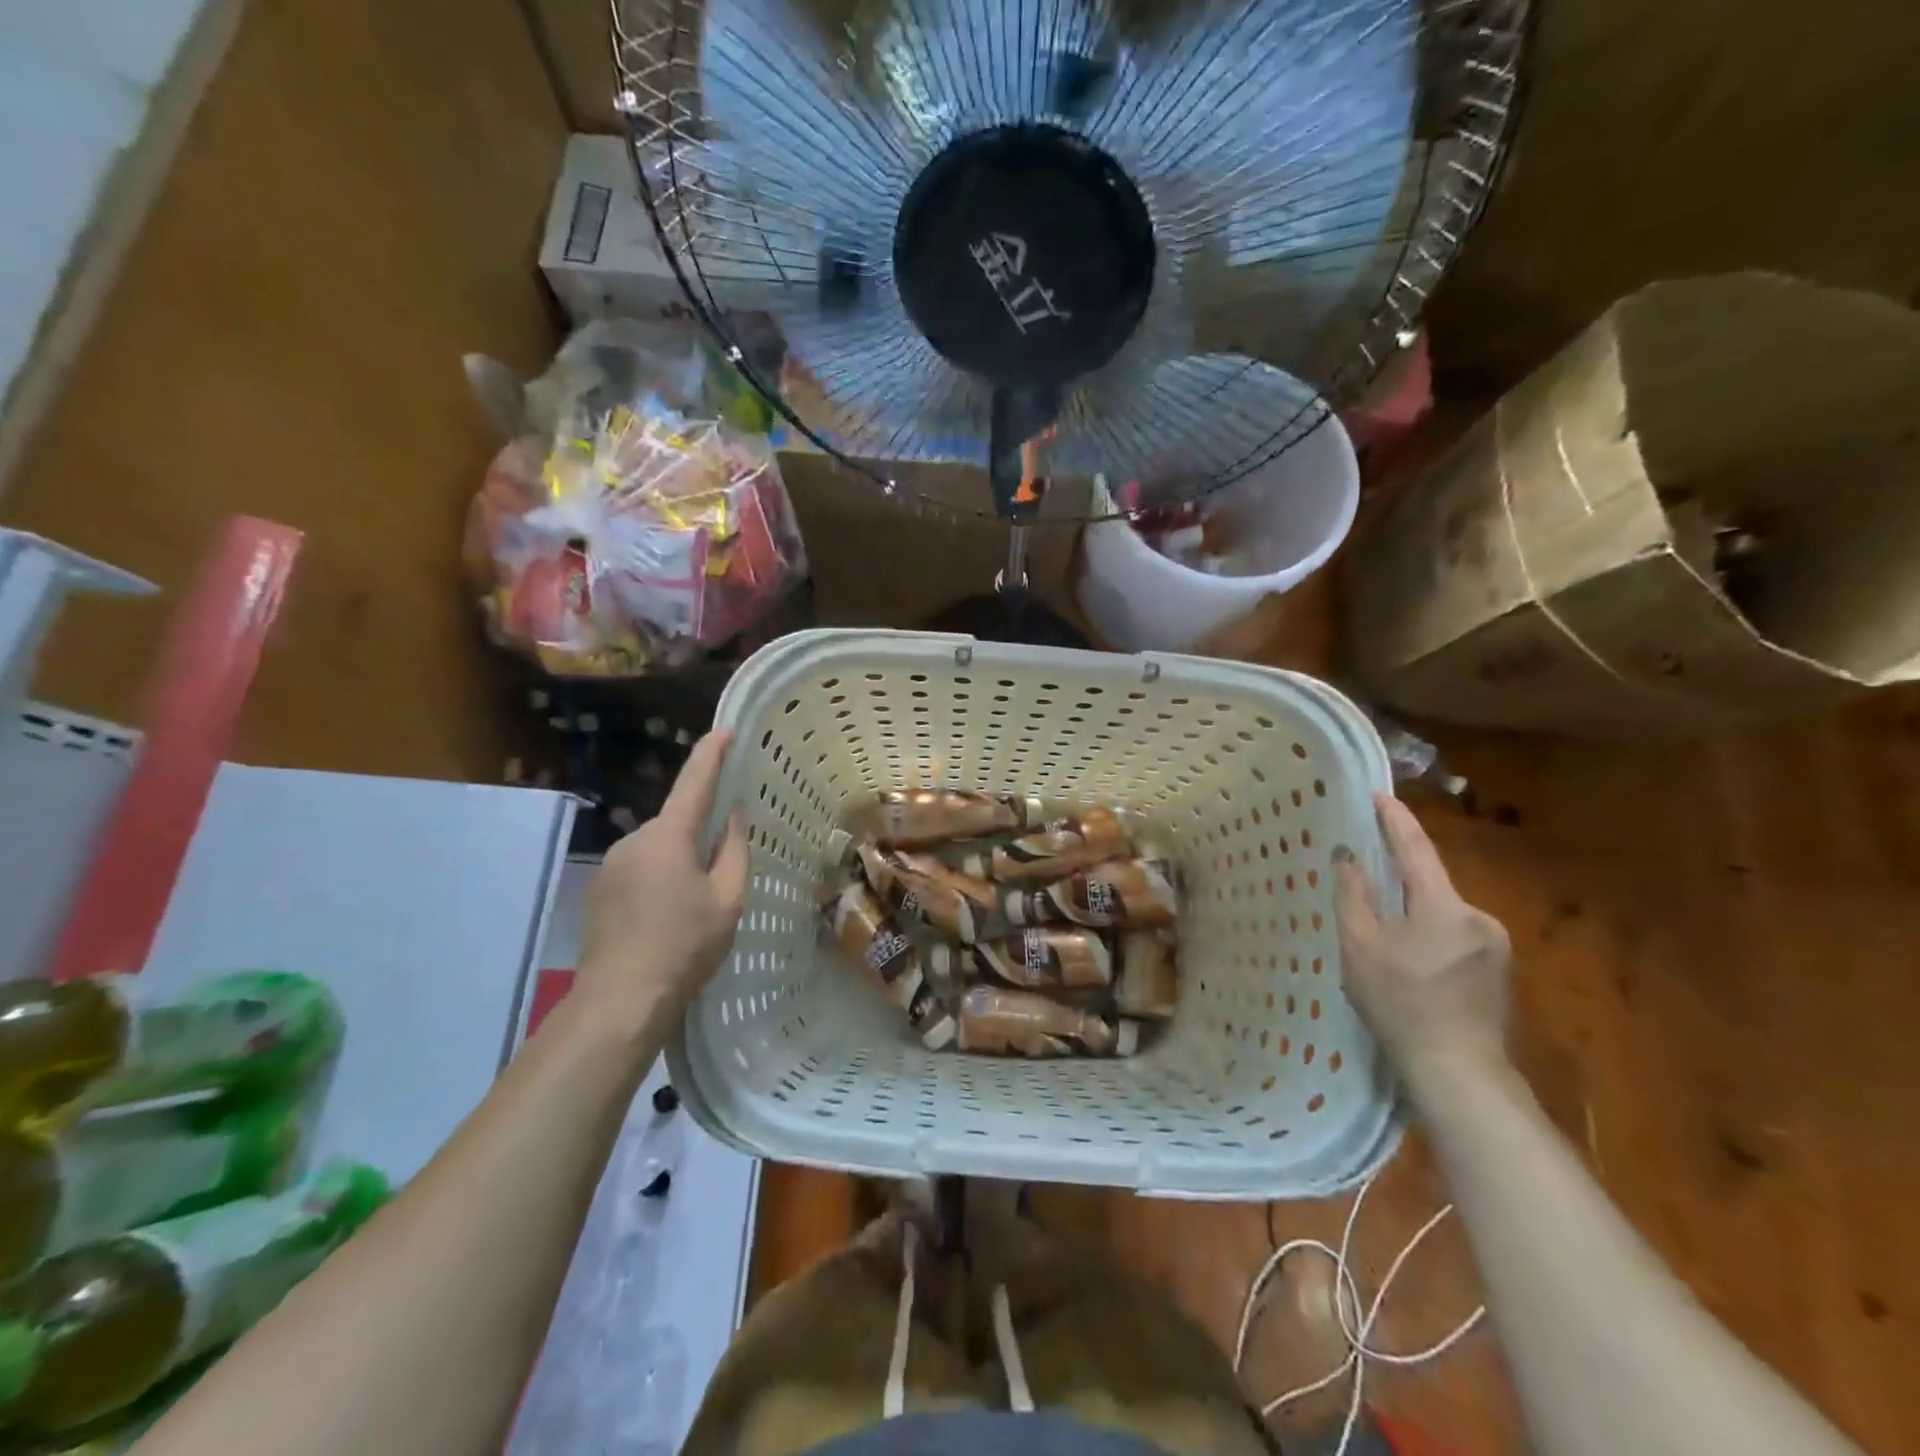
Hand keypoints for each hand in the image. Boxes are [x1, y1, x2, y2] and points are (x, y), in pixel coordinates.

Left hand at [577, 731, 748, 1025]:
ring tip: (694, 905)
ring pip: (657, 849)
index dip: (712, 754)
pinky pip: (638, 870)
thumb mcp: (728, 899)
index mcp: (669, 835)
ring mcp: (610, 865)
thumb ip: (734, 851)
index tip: (725, 730)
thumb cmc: (685, 945)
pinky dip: (658, 880)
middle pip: (676, 822)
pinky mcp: (598, 891)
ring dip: (678, 862)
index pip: (694, 782)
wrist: (620, 999)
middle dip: (700, 833)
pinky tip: (667, 917)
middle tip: (723, 870)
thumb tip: (732, 818)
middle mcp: (634, 839)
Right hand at [1333, 792, 1511, 1089]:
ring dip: (1415, 912)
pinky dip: (1431, 935)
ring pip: (1444, 912)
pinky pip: (1457, 935)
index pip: (1416, 849)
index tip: (1380, 794)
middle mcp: (1479, 916)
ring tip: (1385, 934)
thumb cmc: (1401, 1004)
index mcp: (1444, 906)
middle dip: (1400, 878)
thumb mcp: (1361, 948)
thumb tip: (1348, 859)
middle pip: (1431, 884)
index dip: (1395, 820)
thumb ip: (1353, 897)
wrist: (1459, 1071)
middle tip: (1366, 880)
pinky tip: (1413, 962)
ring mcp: (1496, 945)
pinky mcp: (1501, 970)